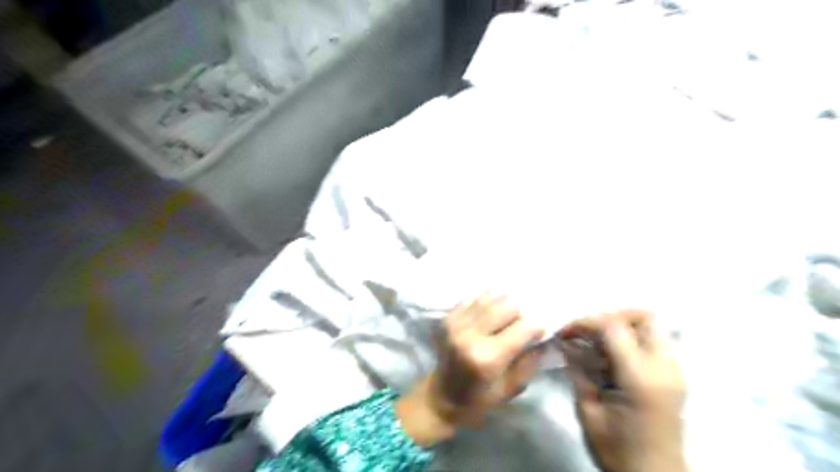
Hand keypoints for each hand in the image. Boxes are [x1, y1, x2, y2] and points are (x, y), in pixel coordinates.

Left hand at [397, 295, 544, 445]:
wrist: (442, 396)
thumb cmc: (480, 399)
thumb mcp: (512, 388)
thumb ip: (530, 360)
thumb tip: (545, 337)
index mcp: (488, 358)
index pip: (523, 327)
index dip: (536, 327)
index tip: (539, 330)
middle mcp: (470, 335)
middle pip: (507, 305)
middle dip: (520, 313)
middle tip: (520, 324)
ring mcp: (456, 323)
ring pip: (491, 296)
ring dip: (503, 304)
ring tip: (505, 318)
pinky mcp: (447, 317)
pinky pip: (474, 297)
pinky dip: (486, 302)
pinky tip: (489, 314)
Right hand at [557, 310, 687, 471]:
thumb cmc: (619, 451)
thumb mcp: (589, 412)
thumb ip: (579, 372)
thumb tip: (566, 343)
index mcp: (641, 378)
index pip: (613, 327)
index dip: (584, 323)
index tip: (564, 333)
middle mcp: (664, 368)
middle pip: (644, 316)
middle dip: (610, 315)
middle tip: (587, 331)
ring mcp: (675, 370)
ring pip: (651, 325)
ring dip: (620, 327)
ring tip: (596, 345)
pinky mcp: (675, 375)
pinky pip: (653, 341)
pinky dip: (629, 339)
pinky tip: (610, 358)